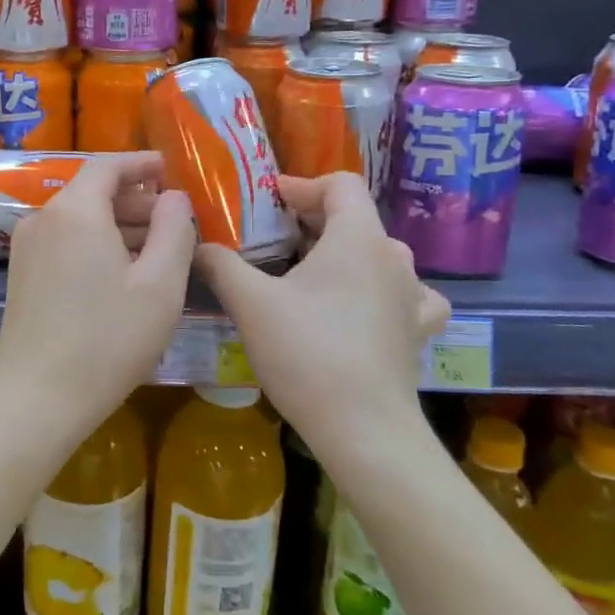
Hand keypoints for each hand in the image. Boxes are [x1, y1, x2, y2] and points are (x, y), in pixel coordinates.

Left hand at [0, 153, 196, 431]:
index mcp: (75, 210)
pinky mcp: (21, 274)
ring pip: (80, 219)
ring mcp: (26, 247)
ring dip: (119, 226)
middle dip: (137, 200)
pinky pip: (65, 242)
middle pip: (93, 192)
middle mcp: (43, 217)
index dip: (142, 163)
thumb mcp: (160, 285)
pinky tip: (122, 274)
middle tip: (175, 221)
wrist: (36, 398)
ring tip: (157, 250)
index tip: (170, 169)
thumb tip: (174, 198)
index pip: (109, 165)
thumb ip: (175, 230)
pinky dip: (96, 244)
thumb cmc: (107, 339)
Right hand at [195, 172, 448, 445]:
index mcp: (358, 238)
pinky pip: (403, 294)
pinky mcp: (417, 331)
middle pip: (355, 218)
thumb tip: (198, 245)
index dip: (302, 185)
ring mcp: (413, 296)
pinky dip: (379, 289)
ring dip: (343, 254)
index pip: (340, 184)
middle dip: (312, 221)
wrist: (363, 430)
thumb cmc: (307, 353)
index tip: (269, 200)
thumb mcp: (251, 303)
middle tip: (272, 238)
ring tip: (310, 272)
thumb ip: (221, 264)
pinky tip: (362, 307)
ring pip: (377, 255)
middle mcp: (394, 258)